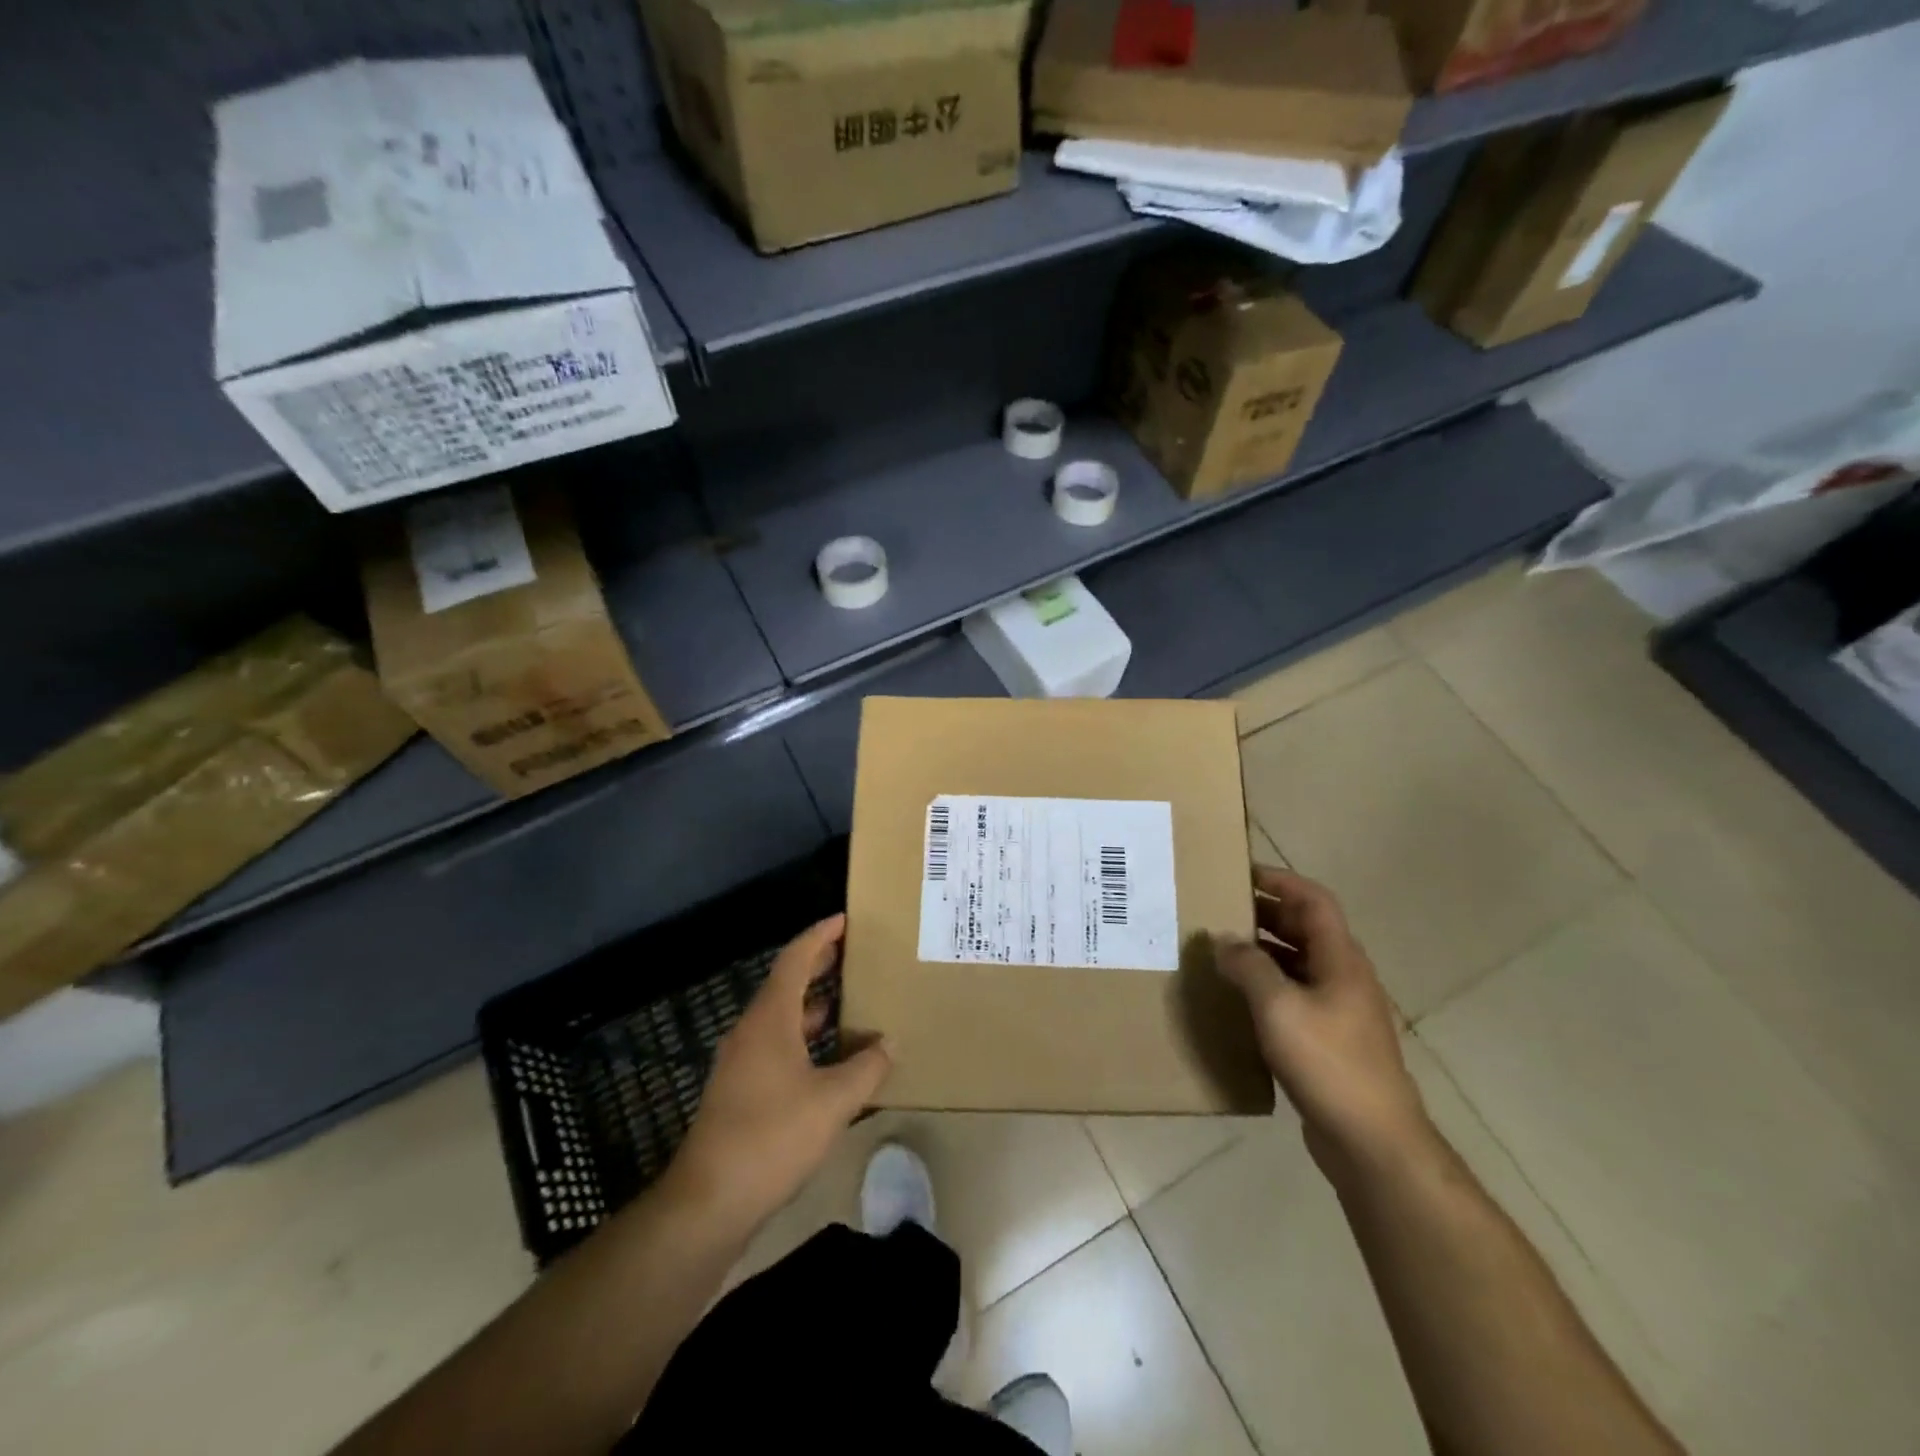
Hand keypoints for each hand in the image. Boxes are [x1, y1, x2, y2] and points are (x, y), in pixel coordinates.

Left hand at [668, 915, 890, 1235]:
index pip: (795, 959)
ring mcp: (743, 1061)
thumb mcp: (833, 1102)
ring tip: (851, 998)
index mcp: (770, 1018)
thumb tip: (890, 1043)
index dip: (820, 935)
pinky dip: (805, 1036)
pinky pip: (778, 1044)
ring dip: (814, 1003)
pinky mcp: (741, 1089)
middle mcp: (752, 1030)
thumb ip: (867, 1068)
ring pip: (782, 1016)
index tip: (846, 919)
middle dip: (820, 964)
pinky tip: (831, 1055)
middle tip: (855, 951)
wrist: (709, 1201)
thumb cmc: (772, 1136)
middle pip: (787, 982)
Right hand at [1215, 868, 1431, 1177]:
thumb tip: (1223, 941)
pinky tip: (1238, 998)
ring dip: (1263, 950)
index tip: (1241, 872)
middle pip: (1305, 928)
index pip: (1313, 901)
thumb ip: (1248, 967)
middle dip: (1264, 913)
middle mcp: (1343, 977)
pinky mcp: (1330, 1040)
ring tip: (1221, 949)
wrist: (1373, 1142)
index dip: (1280, 881)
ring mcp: (1340, 1010)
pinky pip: (1294, 996)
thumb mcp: (1279, 1007)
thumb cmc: (1329, 1063)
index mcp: (1340, 959)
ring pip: (1298, 963)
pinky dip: (1267, 985)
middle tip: (1220, 909)